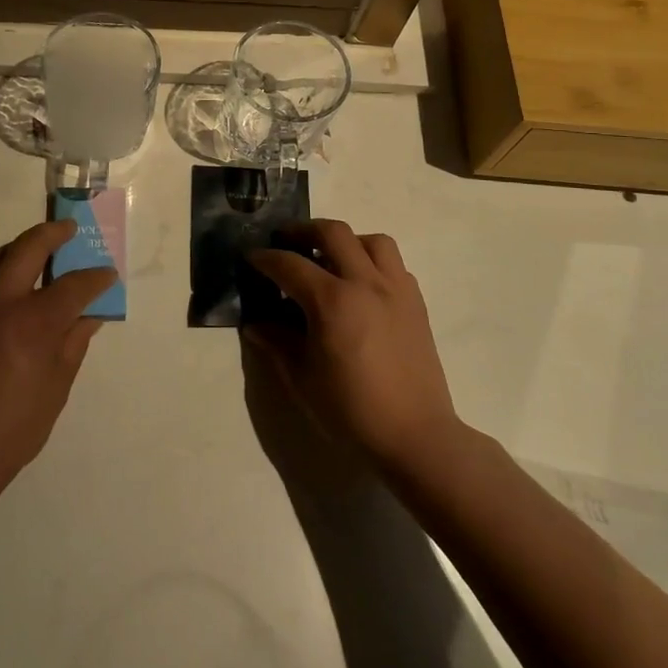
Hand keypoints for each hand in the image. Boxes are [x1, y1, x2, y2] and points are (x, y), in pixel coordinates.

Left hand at [0, 219, 115, 494]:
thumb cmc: (9, 431)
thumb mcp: (54, 390)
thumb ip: (72, 345)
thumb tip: (88, 317)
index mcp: (32, 322)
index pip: (74, 285)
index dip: (96, 277)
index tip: (107, 274)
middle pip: (28, 247)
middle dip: (53, 233)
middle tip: (69, 230)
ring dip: (21, 248)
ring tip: (39, 252)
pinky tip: (7, 285)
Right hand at [247, 220, 458, 473]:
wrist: (415, 436)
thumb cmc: (352, 411)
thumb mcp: (302, 379)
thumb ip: (277, 343)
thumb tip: (256, 324)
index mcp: (332, 301)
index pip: (289, 264)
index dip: (265, 258)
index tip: (251, 257)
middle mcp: (365, 283)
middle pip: (333, 232)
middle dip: (303, 230)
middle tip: (286, 242)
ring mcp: (396, 290)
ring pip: (371, 240)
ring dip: (346, 241)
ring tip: (330, 259)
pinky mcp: (416, 303)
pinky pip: (394, 265)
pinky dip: (372, 263)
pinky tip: (361, 287)